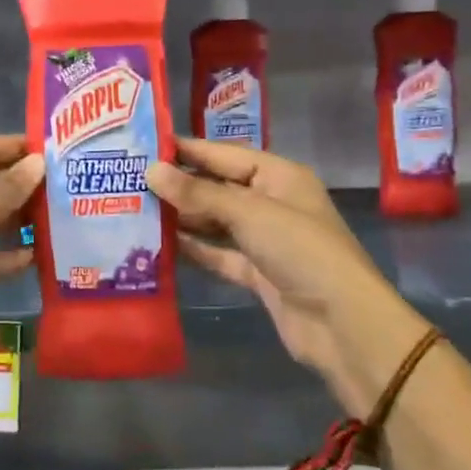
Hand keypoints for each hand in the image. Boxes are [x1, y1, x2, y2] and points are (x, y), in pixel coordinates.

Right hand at [146, 139, 395, 401]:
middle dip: (178, 184)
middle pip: (217, 187)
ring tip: (135, 207)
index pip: (224, 154)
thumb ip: (198, 194)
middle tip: (129, 178)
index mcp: (278, 176)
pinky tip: (159, 243)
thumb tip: (151, 171)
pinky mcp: (256, 272)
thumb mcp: (248, 213)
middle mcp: (270, 202)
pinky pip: (217, 253)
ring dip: (181, 217)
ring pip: (214, 221)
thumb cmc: (301, 251)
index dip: (186, 149)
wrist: (342, 325)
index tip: (143, 144)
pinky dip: (193, 248)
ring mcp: (263, 239)